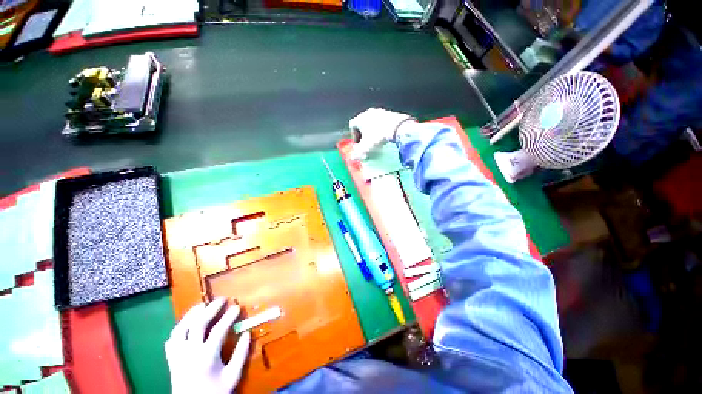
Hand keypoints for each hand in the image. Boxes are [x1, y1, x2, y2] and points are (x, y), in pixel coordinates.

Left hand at [165, 297, 251, 393]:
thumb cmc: (215, 392)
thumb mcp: (232, 376)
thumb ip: (241, 354)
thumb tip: (247, 333)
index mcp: (206, 357)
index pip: (218, 330)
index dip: (229, 316)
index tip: (237, 306)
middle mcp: (189, 353)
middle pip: (198, 324)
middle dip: (211, 308)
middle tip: (222, 299)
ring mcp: (178, 355)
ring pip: (181, 329)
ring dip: (191, 314)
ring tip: (202, 305)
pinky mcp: (171, 360)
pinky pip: (172, 339)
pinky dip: (179, 328)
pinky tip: (186, 323)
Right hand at [349, 108, 415, 159]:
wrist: (398, 129)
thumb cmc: (377, 138)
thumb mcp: (365, 148)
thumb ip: (357, 153)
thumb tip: (353, 157)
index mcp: (360, 118)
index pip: (352, 125)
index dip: (354, 136)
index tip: (358, 145)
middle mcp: (369, 112)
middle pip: (363, 123)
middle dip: (364, 134)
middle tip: (367, 144)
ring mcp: (381, 112)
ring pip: (373, 122)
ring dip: (373, 131)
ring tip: (377, 141)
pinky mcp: (391, 113)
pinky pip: (383, 122)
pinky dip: (382, 129)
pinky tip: (386, 137)